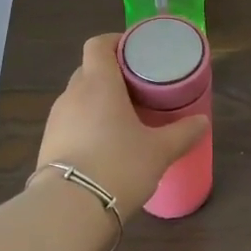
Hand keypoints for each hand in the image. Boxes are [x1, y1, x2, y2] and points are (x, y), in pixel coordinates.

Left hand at [37, 34, 209, 215]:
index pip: (98, 45)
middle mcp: (72, 95)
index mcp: (99, 83)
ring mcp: (56, 120)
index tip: (134, 51)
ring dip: (98, 102)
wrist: (70, 209)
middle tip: (137, 88)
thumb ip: (183, 133)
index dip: (115, 42)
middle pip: (88, 71)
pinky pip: (70, 124)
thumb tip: (202, 121)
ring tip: (123, 119)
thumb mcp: (159, 151)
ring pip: (78, 99)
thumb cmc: (119, 165)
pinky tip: (104, 146)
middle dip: (110, 75)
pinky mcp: (47, 145)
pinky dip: (86, 126)